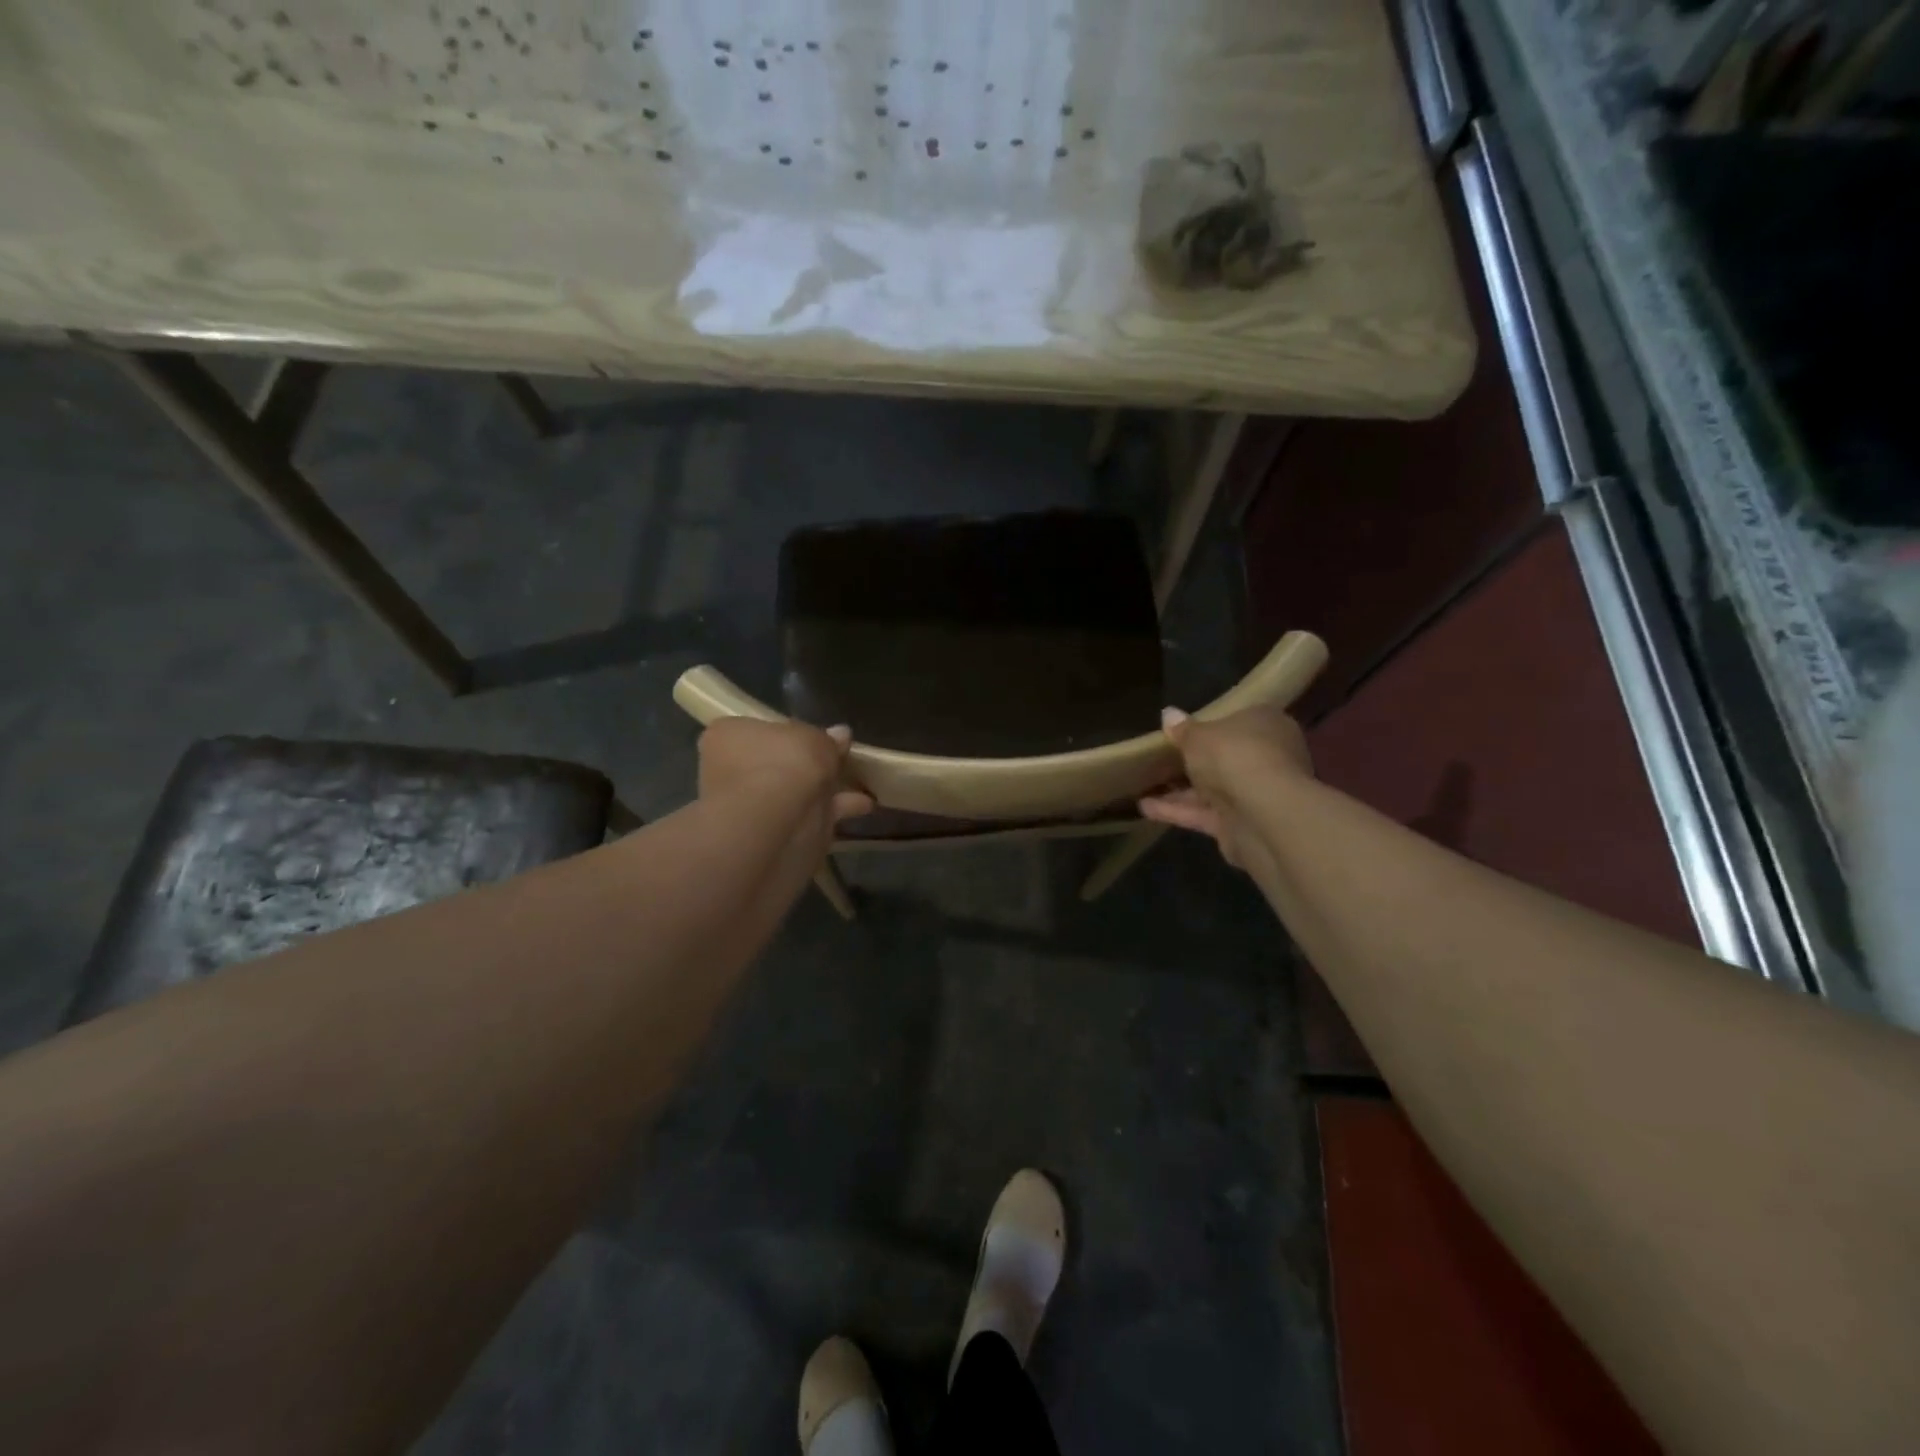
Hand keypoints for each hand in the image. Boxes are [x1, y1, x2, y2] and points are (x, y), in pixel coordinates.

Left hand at [697, 718, 874, 864]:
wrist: (773, 823)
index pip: (757, 730)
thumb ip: (827, 738)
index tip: (817, 739)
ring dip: (825, 791)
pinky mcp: (770, 837)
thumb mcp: (814, 738)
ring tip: (860, 787)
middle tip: (841, 761)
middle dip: (807, 765)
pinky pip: (808, 818)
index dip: (789, 734)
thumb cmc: (783, 763)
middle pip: (776, 764)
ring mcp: (748, 807)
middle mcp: (730, 770)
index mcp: (728, 736)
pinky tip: (863, 807)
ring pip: (792, 794)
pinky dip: (834, 813)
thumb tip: (840, 734)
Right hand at [1140, 706, 1310, 870]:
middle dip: (1196, 762)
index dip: (1212, 725)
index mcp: (1266, 725)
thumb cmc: (1233, 755)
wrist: (1262, 813)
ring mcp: (1256, 794)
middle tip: (1160, 759)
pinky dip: (1177, 811)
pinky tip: (1145, 807)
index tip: (1184, 731)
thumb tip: (1168, 714)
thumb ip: (1182, 729)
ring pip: (1213, 789)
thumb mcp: (1198, 735)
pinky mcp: (1242, 825)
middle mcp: (1267, 757)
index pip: (1240, 720)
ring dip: (1179, 790)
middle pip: (1226, 758)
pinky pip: (1205, 814)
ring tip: (1142, 785)